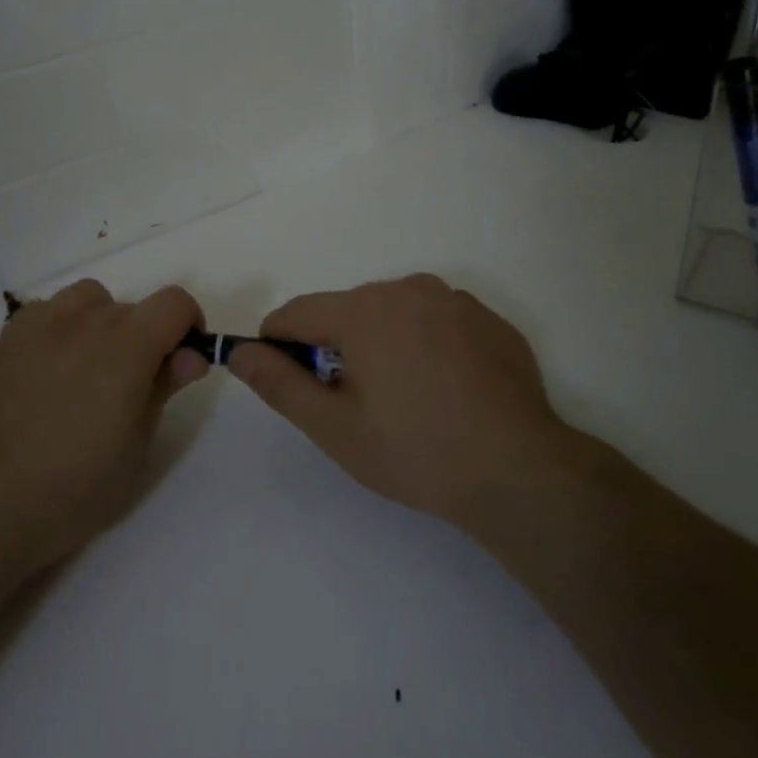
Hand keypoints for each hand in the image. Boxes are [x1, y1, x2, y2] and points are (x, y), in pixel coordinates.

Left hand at [0, 280, 209, 575]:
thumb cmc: (72, 488)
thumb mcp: (136, 448)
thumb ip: (164, 389)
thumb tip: (191, 355)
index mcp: (127, 344)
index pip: (174, 303)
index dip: (189, 326)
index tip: (181, 364)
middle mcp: (86, 319)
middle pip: (134, 308)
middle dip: (147, 338)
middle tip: (133, 391)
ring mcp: (41, 323)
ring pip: (92, 300)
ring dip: (105, 325)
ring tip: (91, 374)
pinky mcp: (10, 337)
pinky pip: (51, 311)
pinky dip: (65, 328)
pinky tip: (52, 372)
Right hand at [227, 275, 560, 528]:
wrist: (518, 469)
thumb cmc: (415, 450)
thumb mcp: (334, 427)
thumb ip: (279, 383)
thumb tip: (239, 352)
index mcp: (363, 310)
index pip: (296, 313)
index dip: (279, 344)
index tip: (287, 379)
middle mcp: (407, 288)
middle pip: (347, 311)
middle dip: (336, 347)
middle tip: (353, 403)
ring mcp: (453, 299)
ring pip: (393, 313)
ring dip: (382, 342)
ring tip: (404, 398)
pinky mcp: (488, 318)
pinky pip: (436, 321)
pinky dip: (425, 344)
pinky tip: (445, 390)